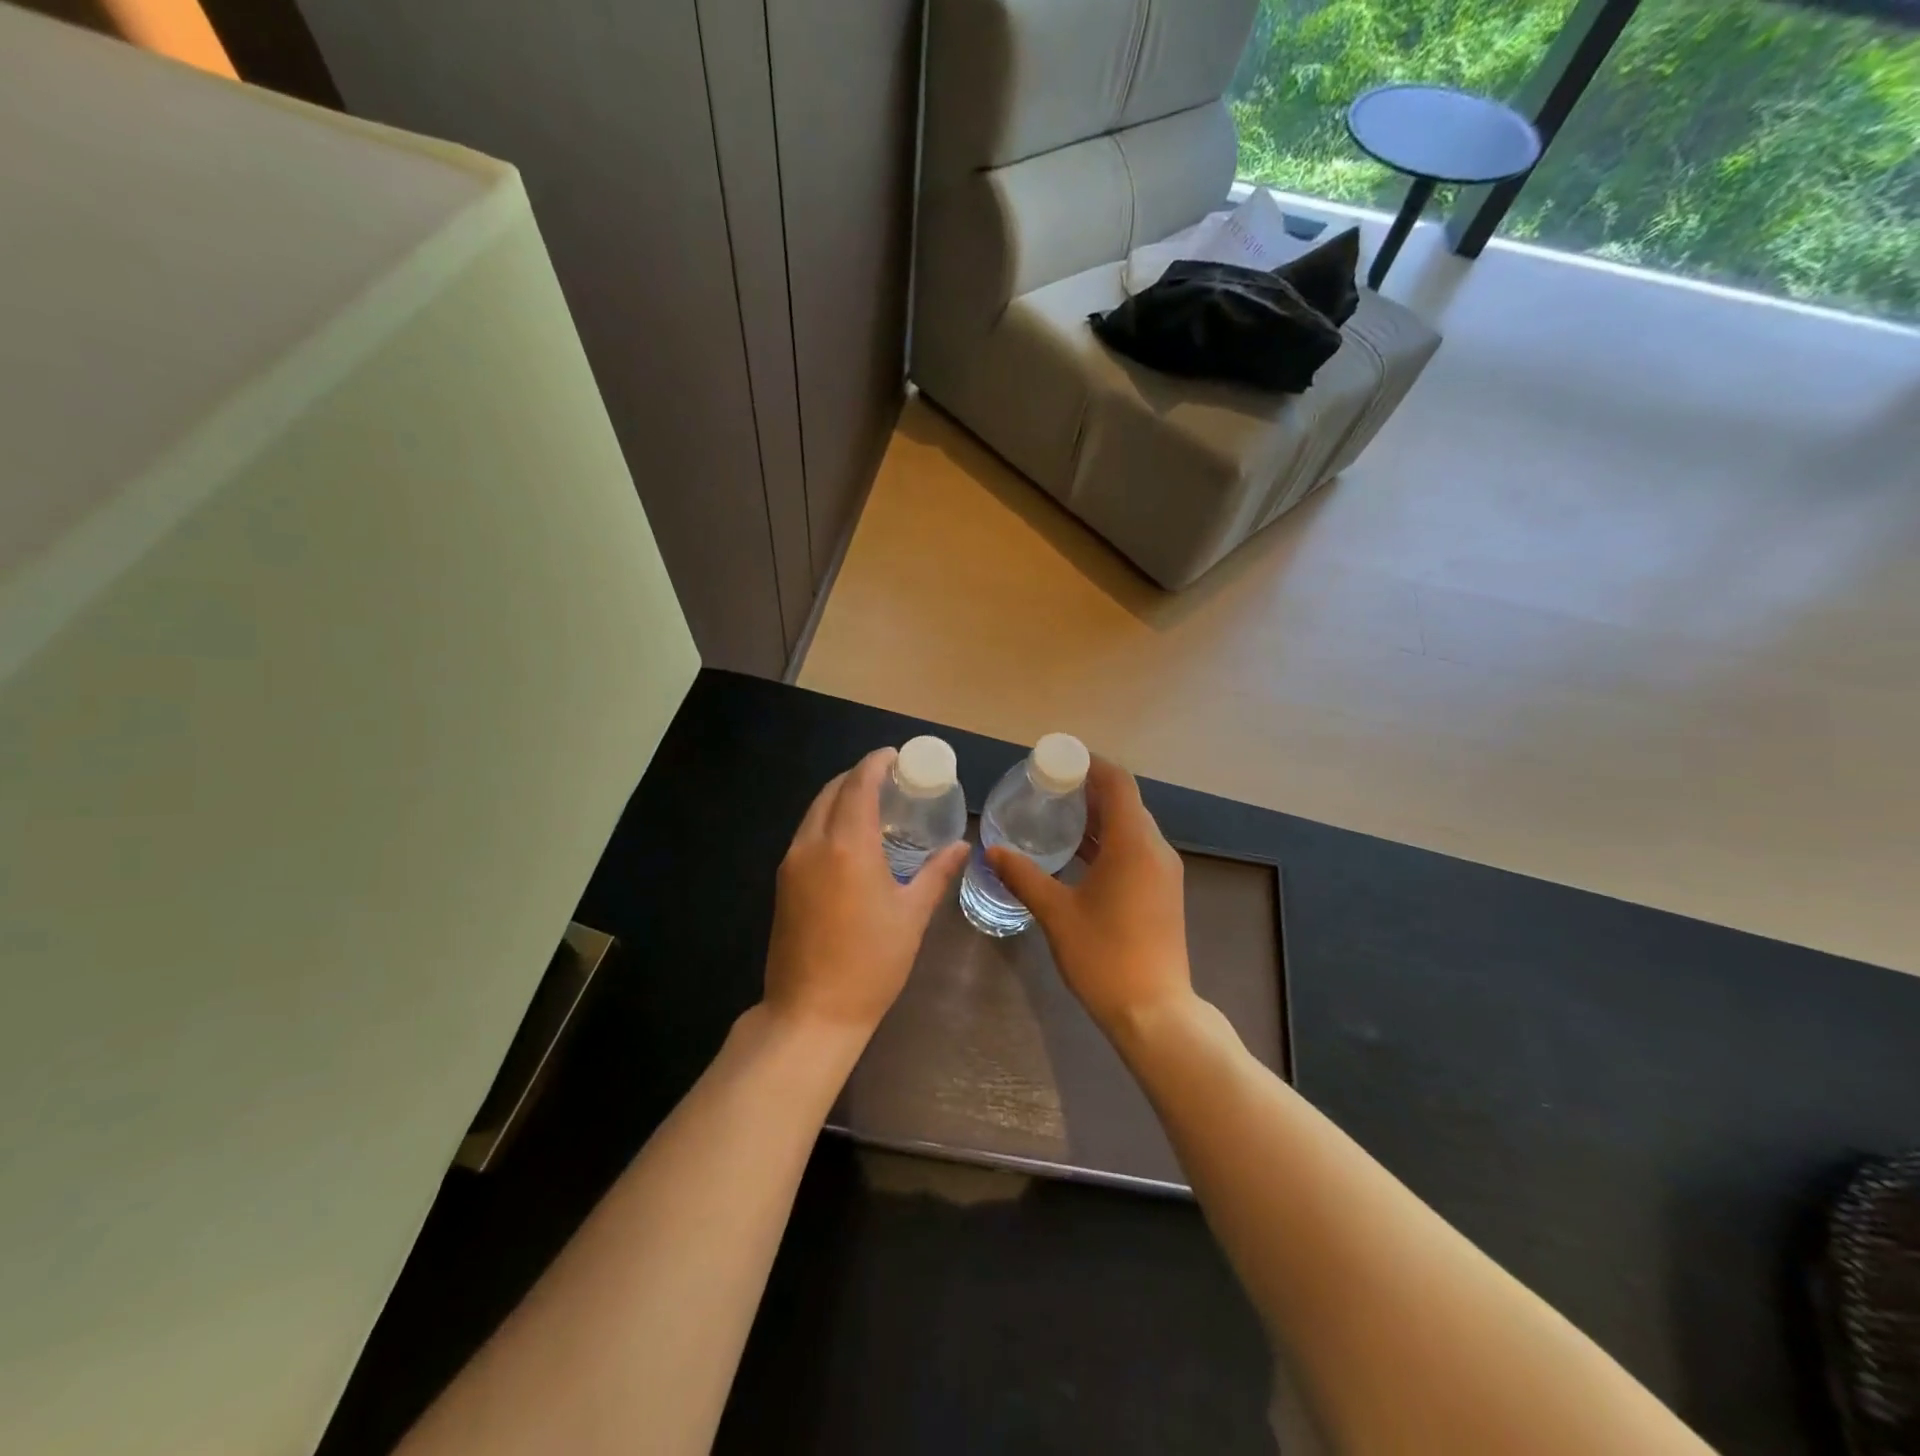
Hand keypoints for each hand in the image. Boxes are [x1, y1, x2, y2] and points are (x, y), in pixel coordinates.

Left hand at [763, 748, 968, 1037]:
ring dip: (840, 798)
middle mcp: (813, 844)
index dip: (876, 763)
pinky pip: (806, 834)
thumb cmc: (871, 963)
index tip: (896, 755)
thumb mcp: (912, 915)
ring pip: (814, 812)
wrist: (811, 1013)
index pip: (859, 785)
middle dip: (858, 776)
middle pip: (831, 791)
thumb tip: (962, 846)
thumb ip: (936, 873)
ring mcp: (792, 864)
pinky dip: (827, 821)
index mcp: (847, 845)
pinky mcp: (783, 883)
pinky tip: (850, 838)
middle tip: (889, 778)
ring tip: (872, 804)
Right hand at [987, 756, 1194, 1039]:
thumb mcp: (1057, 913)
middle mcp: (1155, 849)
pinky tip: (1077, 853)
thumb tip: (993, 851)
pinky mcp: (1162, 891)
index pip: (1117, 783)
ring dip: (1098, 816)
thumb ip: (1024, 877)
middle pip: (1125, 802)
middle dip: (1088, 789)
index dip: (1090, 764)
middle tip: (1047, 787)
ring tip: (1056, 814)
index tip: (1057, 760)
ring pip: (1131, 827)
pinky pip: (1135, 849)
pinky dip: (1108, 841)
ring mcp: (1163, 872)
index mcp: (1133, 844)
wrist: (1155, 1012)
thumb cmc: (1104, 956)